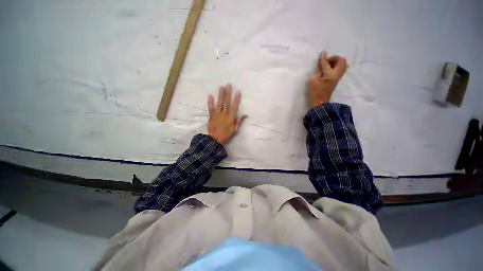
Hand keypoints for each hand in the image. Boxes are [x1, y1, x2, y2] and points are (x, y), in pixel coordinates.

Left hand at [207, 84, 247, 144]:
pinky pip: (210, 108)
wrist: (215, 140)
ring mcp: (217, 114)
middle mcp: (224, 114)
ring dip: (220, 95)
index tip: (238, 91)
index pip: (235, 106)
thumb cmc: (226, 135)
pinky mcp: (211, 116)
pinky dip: (210, 102)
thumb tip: (246, 115)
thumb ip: (240, 121)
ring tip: (221, 87)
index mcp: (231, 117)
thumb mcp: (235, 130)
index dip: (236, 98)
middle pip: (226, 102)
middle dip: (228, 93)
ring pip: (219, 103)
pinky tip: (210, 95)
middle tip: (229, 85)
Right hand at [308, 51, 347, 108]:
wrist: (319, 102)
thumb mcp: (313, 81)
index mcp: (330, 75)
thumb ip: (318, 70)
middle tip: (326, 61)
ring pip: (343, 65)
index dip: (324, 58)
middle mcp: (337, 75)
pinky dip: (336, 66)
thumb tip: (322, 63)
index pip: (327, 63)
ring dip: (336, 62)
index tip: (322, 53)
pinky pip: (341, 69)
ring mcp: (338, 77)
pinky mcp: (337, 80)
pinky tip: (329, 70)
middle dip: (334, 58)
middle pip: (342, 61)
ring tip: (328, 65)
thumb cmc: (314, 93)